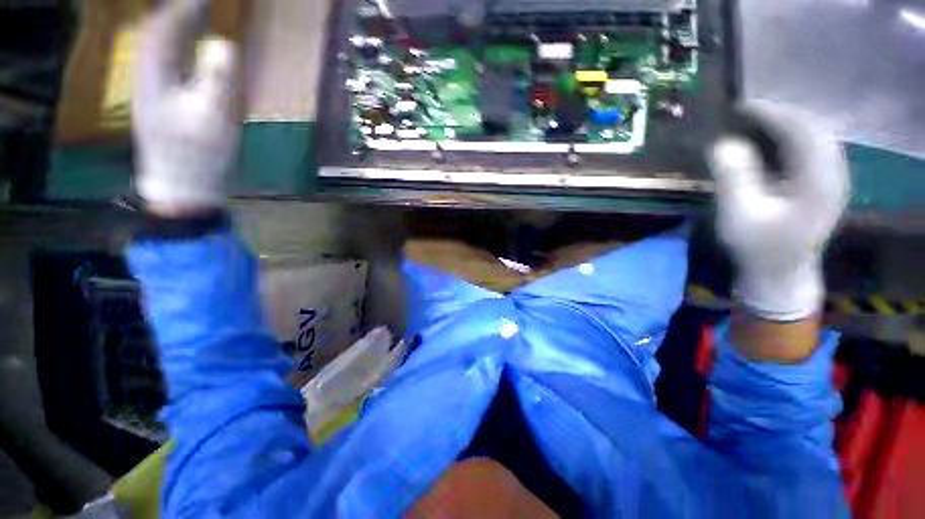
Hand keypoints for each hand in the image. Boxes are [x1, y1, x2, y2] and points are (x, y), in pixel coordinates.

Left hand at [133, 0, 239, 213]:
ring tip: (192, 23)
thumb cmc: (199, 153)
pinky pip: (164, 69)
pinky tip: (187, 55)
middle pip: (155, 38)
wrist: (183, 186)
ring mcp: (152, 95)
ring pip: (157, 52)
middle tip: (197, 8)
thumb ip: (218, 78)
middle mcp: (147, 80)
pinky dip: (176, 55)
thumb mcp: (214, 115)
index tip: (201, 1)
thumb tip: (223, 44)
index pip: (163, 31)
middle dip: (174, 18)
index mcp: (155, 77)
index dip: (181, 11)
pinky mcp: (160, 108)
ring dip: (174, 34)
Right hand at [710, 101, 850, 321]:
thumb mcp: (739, 215)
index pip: (804, 131)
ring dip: (788, 123)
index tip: (742, 107)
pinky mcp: (825, 184)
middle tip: (746, 113)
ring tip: (758, 121)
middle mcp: (834, 174)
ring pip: (818, 136)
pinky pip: (815, 148)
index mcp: (818, 182)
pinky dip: (794, 137)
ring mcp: (833, 179)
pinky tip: (774, 140)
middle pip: (815, 128)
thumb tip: (723, 143)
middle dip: (781, 114)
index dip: (774, 113)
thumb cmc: (758, 247)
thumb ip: (734, 178)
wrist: (781, 273)